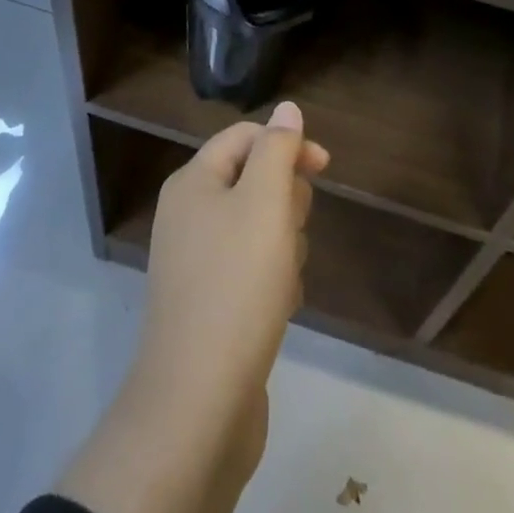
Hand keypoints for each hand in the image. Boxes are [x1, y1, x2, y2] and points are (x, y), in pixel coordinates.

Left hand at [57, 103, 329, 512]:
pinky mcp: (209, 304)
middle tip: (291, 231)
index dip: (288, 143)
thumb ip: (278, 149)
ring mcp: (196, 262)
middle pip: (254, 179)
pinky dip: (272, 279)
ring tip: (285, 276)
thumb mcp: (265, 202)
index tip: (325, 168)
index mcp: (193, 182)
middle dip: (285, 200)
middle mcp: (188, 214)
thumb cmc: (236, 285)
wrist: (198, 404)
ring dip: (284, 243)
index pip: (246, 136)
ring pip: (258, 226)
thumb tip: (287, 108)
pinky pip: (252, 269)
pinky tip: (280, 306)